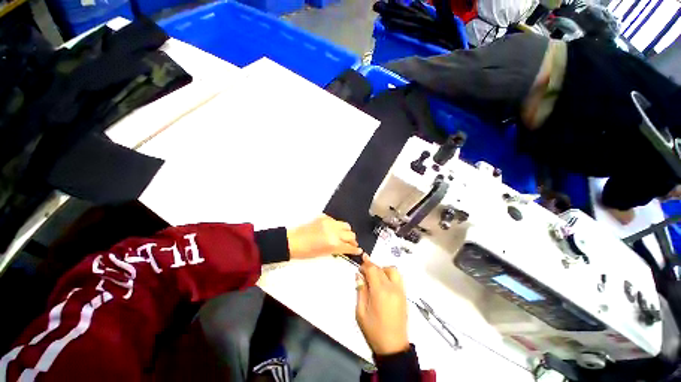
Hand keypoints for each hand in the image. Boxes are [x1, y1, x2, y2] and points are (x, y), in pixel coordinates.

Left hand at [287, 214, 361, 258]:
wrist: (293, 241)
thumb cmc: (305, 251)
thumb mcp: (324, 254)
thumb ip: (337, 250)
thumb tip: (345, 248)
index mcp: (333, 244)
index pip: (349, 246)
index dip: (355, 249)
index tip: (358, 250)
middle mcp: (333, 232)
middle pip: (351, 235)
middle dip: (353, 240)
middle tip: (351, 244)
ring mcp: (329, 223)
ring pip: (346, 225)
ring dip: (347, 232)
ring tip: (344, 236)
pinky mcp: (324, 217)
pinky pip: (336, 221)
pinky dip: (337, 226)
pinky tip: (333, 230)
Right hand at [355, 254, 408, 355]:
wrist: (393, 347)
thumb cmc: (374, 331)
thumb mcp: (361, 312)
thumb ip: (360, 291)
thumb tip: (359, 276)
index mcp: (380, 292)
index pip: (372, 270)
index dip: (365, 265)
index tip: (360, 265)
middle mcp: (392, 288)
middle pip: (381, 268)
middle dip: (372, 266)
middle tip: (364, 272)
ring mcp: (400, 291)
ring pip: (392, 270)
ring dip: (382, 269)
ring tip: (374, 276)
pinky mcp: (404, 295)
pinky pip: (398, 278)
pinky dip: (389, 274)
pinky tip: (383, 282)